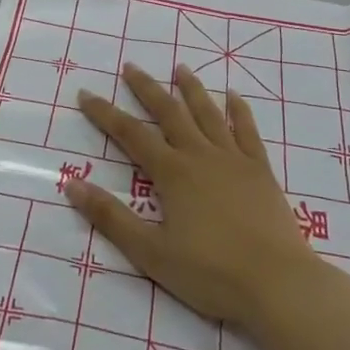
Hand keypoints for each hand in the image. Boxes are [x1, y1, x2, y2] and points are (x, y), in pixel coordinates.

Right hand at [68, 65, 320, 340]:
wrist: (278, 283)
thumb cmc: (210, 273)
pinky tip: (233, 96)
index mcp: (172, 173)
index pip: (131, 134)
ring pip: (209, 114)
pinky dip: (239, 111)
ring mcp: (234, 160)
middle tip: (131, 67)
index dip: (106, 113)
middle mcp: (201, 156)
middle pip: (170, 113)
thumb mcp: (151, 252)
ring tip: (181, 68)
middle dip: (147, 89)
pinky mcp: (261, 171)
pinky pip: (247, 132)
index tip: (86, 94)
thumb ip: (111, 217)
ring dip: (192, 89)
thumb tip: (72, 184)